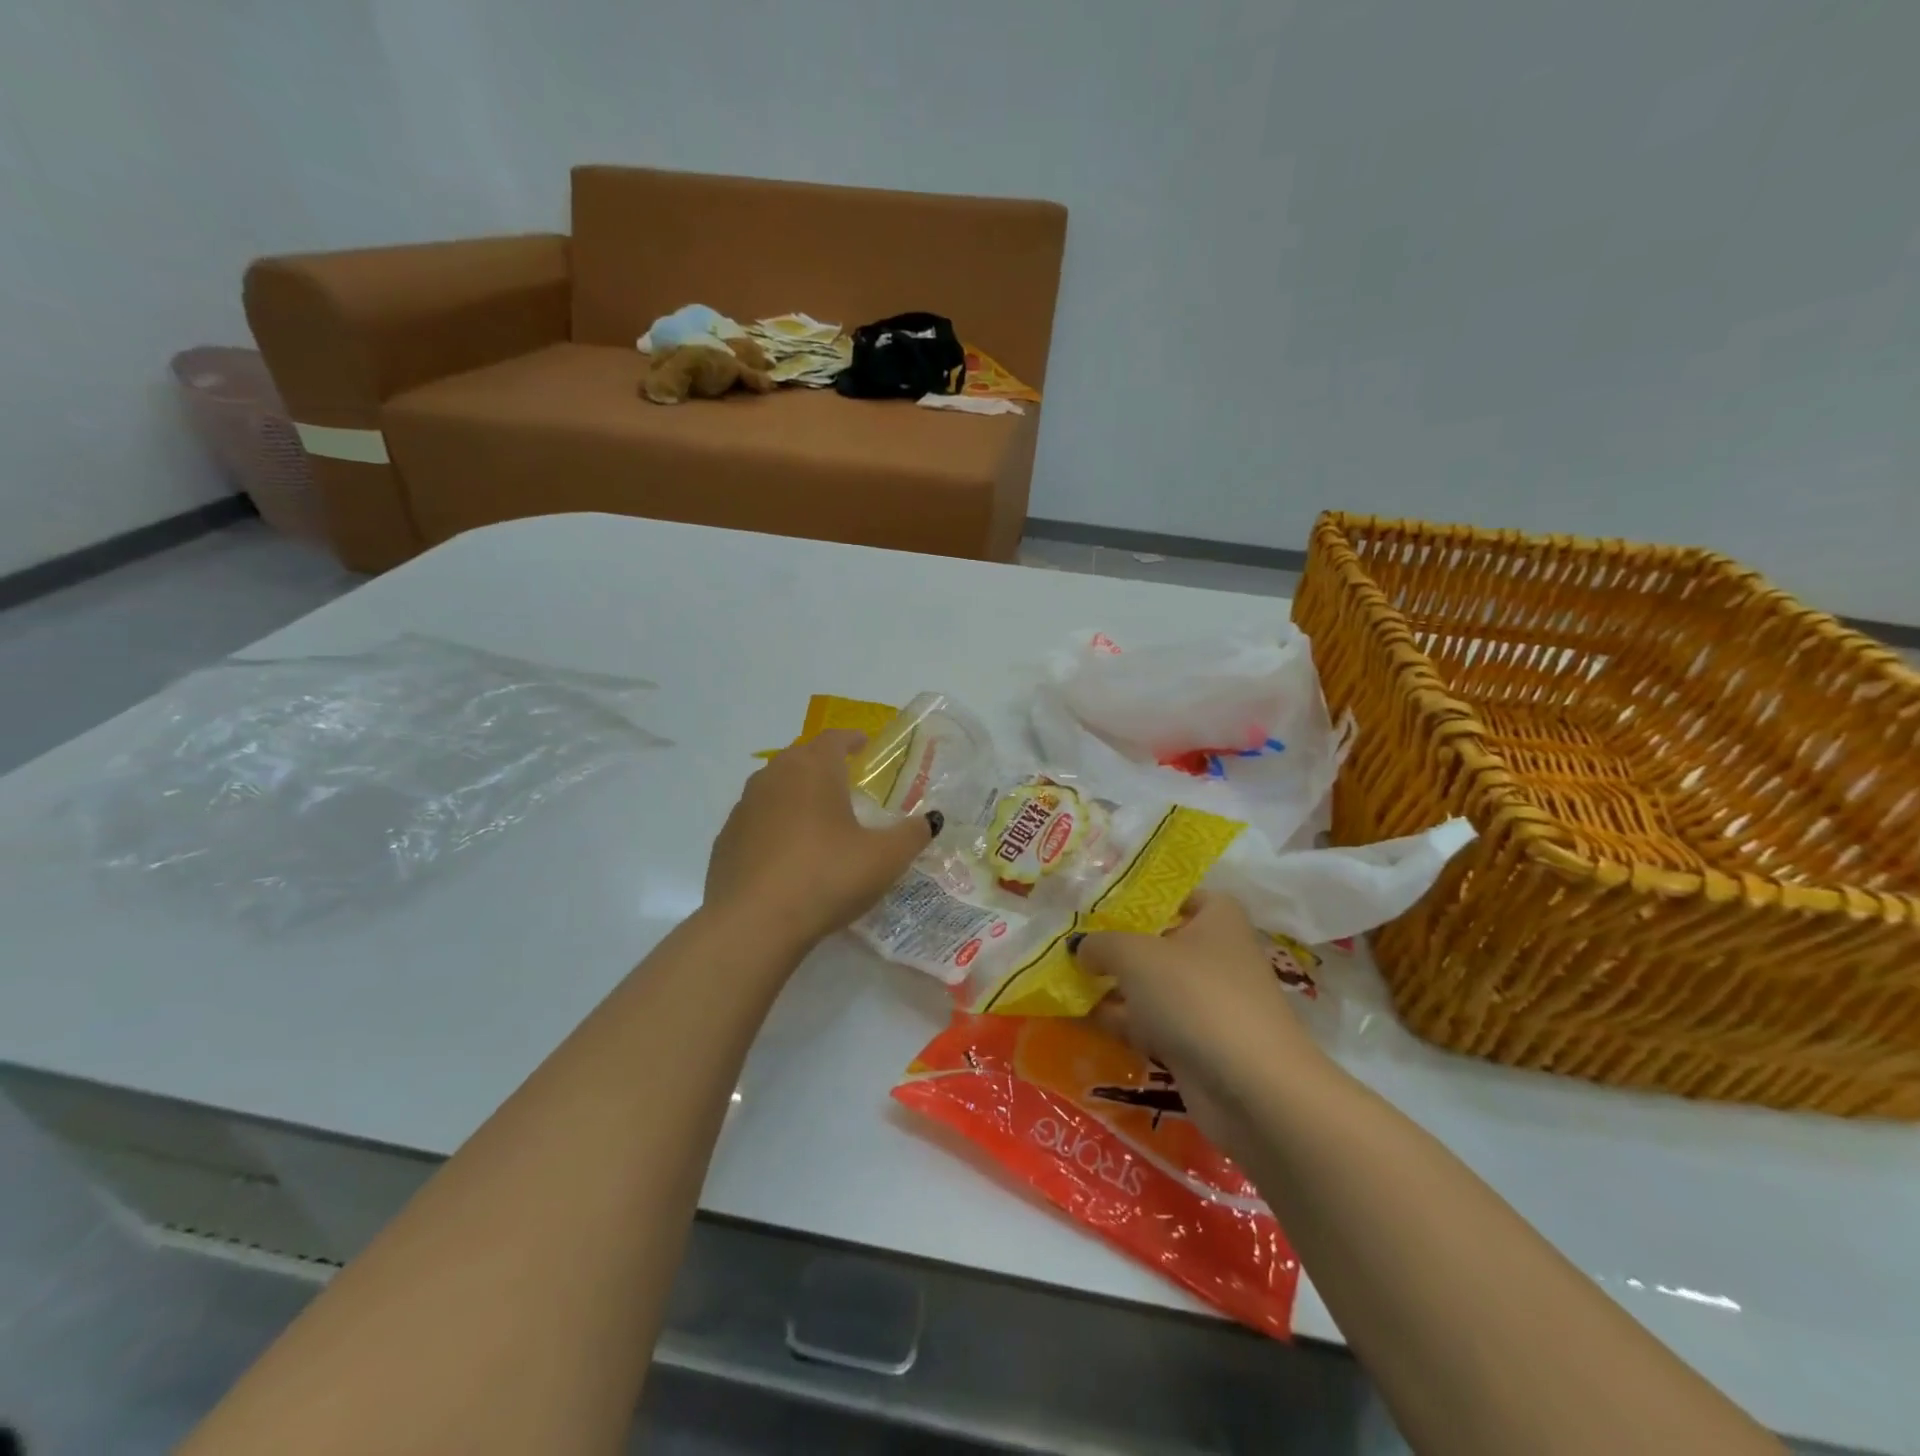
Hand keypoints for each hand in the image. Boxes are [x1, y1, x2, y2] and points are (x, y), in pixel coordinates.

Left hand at [703, 730, 936, 948]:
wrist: (753, 923)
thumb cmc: (826, 876)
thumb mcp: (884, 858)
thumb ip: (911, 835)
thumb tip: (930, 820)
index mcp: (813, 768)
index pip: (834, 738)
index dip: (852, 739)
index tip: (864, 744)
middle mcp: (774, 776)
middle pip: (801, 757)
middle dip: (823, 763)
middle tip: (845, 780)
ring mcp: (744, 807)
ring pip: (775, 786)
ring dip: (796, 793)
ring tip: (817, 816)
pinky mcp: (726, 839)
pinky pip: (757, 820)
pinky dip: (774, 824)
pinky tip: (787, 853)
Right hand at [1079, 892, 1321, 1131]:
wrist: (1251, 1088)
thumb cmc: (1196, 997)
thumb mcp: (1135, 955)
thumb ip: (1101, 944)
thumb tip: (1081, 947)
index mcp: (1217, 917)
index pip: (1179, 894)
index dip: (1142, 896)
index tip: (1101, 904)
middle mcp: (1217, 953)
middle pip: (1159, 940)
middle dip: (1117, 944)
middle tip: (1070, 942)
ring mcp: (1209, 1001)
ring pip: (1152, 985)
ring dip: (1115, 985)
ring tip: (1064, 980)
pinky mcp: (1199, 1042)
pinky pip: (1153, 1022)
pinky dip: (1123, 1020)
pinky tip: (1081, 1018)